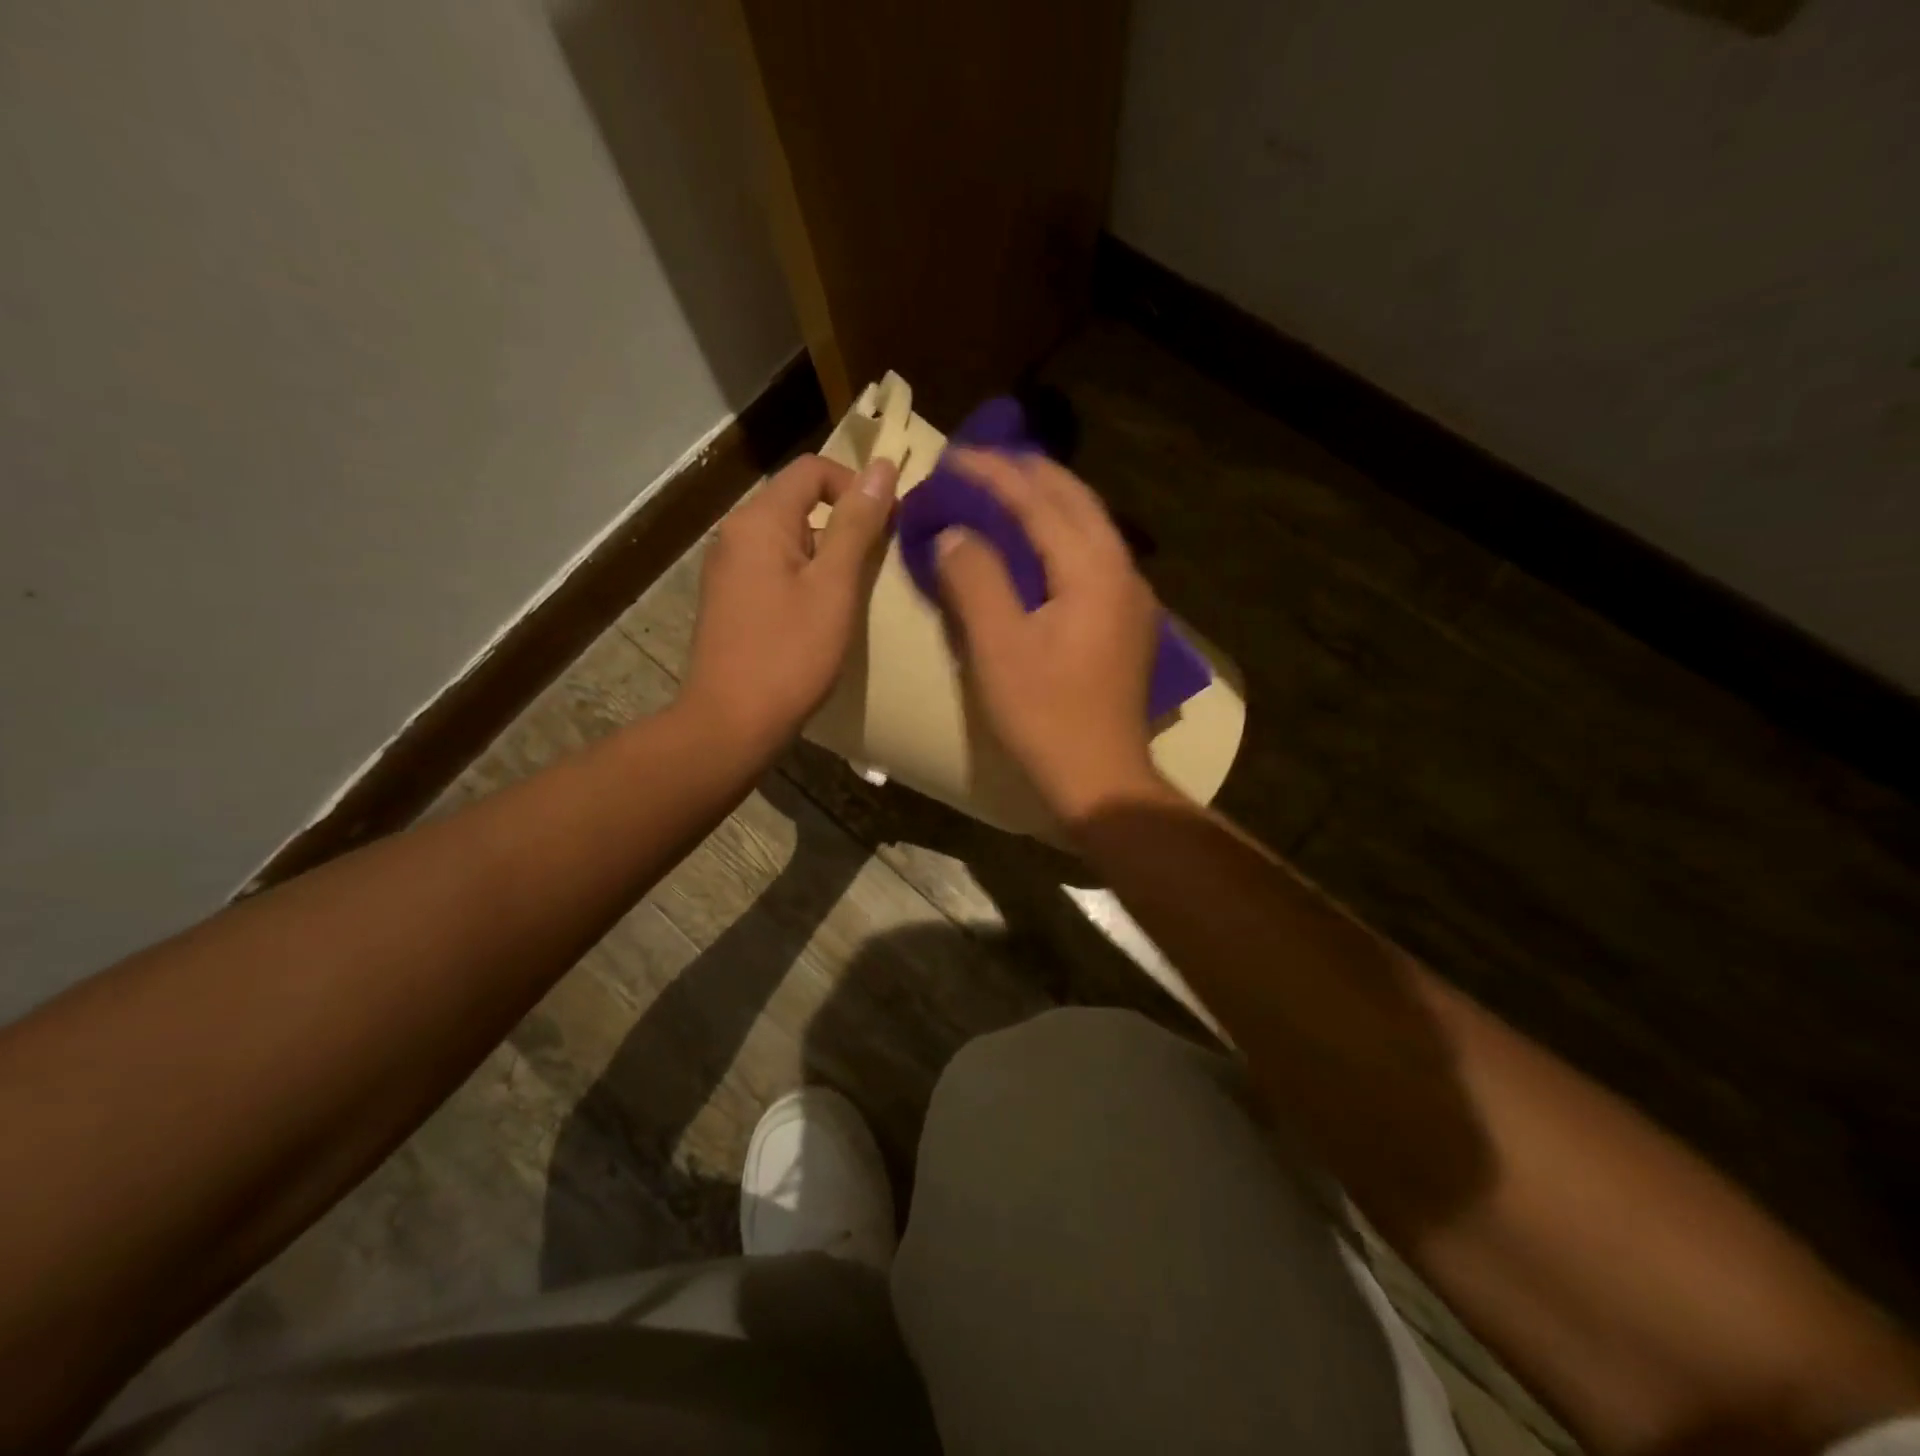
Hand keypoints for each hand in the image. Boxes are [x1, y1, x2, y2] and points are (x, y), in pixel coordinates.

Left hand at [682, 452, 897, 757]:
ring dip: (829, 556)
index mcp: (759, 520)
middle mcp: (736, 534)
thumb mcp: (834, 587)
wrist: (730, 724)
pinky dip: (807, 579)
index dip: (857, 486)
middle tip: (879, 565)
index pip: (813, 470)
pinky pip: (776, 569)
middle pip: (800, 503)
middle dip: (846, 524)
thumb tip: (883, 468)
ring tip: (856, 594)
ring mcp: (729, 569)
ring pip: (791, 540)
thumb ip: (857, 525)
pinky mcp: (731, 601)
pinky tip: (824, 616)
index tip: (889, 526)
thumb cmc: (789, 655)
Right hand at [934, 450, 1171, 825]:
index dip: (993, 474)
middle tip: (979, 463)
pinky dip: (1059, 536)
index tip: (952, 456)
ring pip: (1089, 526)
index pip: (1039, 500)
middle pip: (1075, 500)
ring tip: (1004, 491)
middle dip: (1027, 474)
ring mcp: (1131, 598)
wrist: (1101, 779)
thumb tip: (955, 533)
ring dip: (1047, 501)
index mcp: (1093, 569)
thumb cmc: (1045, 715)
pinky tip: (1036, 546)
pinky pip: (1091, 557)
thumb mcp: (998, 647)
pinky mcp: (1125, 623)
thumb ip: (975, 579)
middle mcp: (1122, 570)